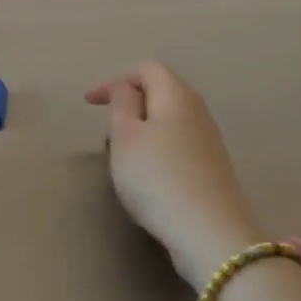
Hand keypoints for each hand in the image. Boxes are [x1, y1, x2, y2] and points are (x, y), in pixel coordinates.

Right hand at [86, 61, 264, 291]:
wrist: (208, 232)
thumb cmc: (157, 177)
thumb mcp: (125, 136)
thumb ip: (122, 104)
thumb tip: (127, 88)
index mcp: (176, 94)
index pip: (146, 69)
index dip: (115, 80)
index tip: (89, 104)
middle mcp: (197, 110)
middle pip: (160, 93)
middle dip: (128, 106)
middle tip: (107, 133)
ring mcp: (208, 140)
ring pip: (168, 121)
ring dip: (141, 132)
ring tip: (122, 159)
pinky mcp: (212, 168)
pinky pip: (177, 145)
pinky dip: (156, 151)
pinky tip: (147, 178)